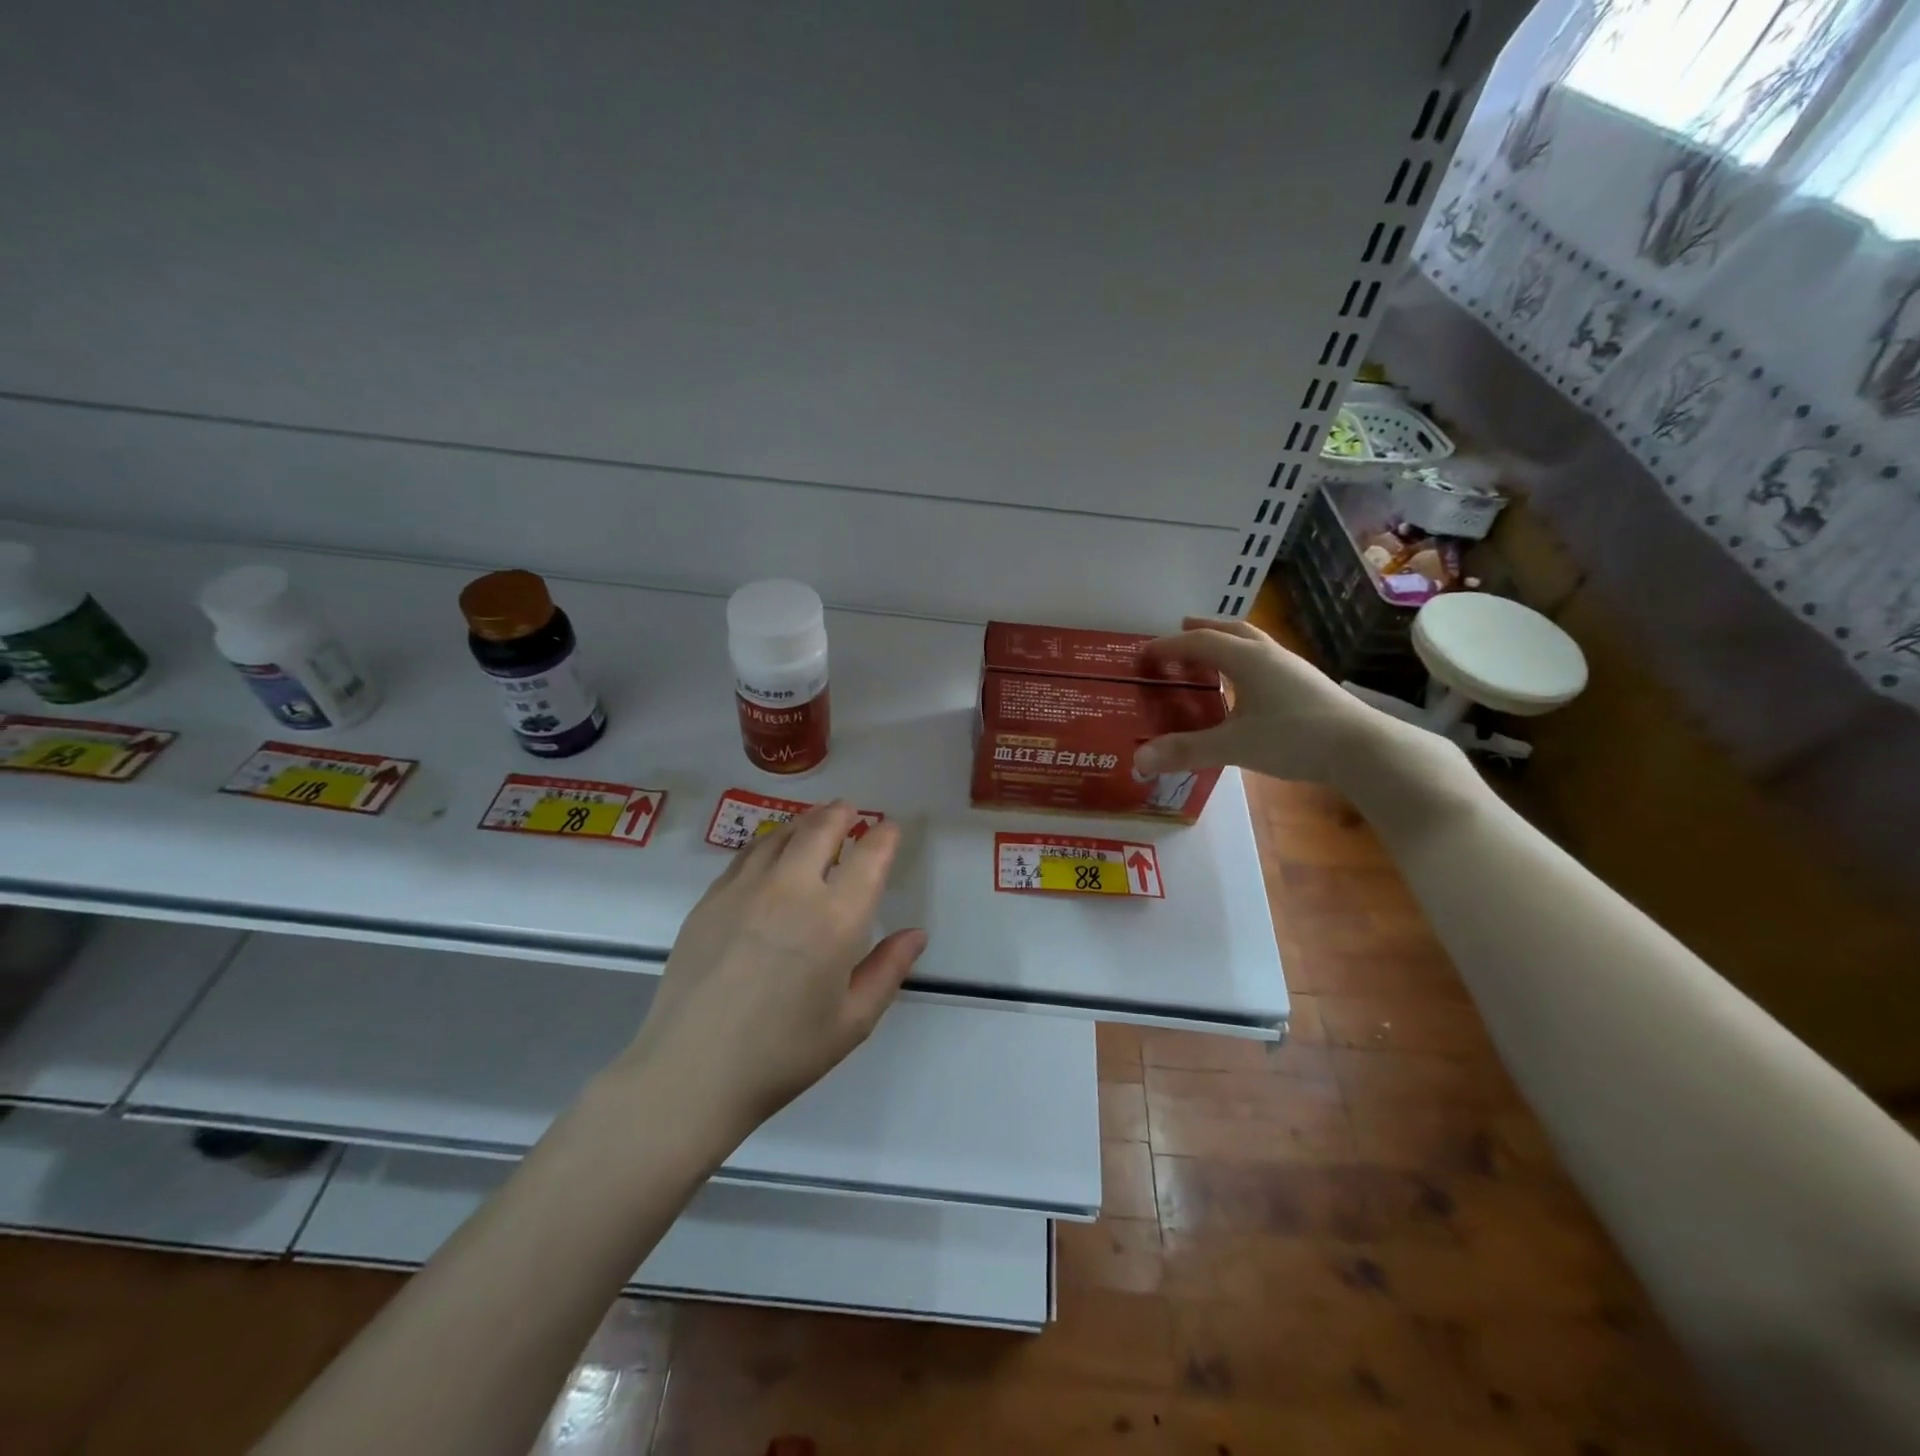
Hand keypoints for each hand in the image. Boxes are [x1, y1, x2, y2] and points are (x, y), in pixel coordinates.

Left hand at [615, 802, 926, 1145]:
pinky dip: (769, 842)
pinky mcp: (710, 898)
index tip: (890, 829)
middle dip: (841, 814)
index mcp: (836, 919)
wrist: (691, 1072)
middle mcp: (792, 889)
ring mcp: (745, 888)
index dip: (884, 836)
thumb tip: (916, 934)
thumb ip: (888, 970)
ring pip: (781, 834)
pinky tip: (771, 852)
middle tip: (849, 811)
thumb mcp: (852, 1022)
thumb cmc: (783, 1054)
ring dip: (804, 821)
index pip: (869, 857)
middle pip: (820, 829)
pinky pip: (747, 854)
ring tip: (815, 822)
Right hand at [1133, 616, 1441, 790]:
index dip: (1168, 646)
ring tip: (1211, 654)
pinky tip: (1246, 686)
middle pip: (1231, 630)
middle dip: (1203, 628)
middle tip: (1181, 629)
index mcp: (1247, 659)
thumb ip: (1185, 750)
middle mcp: (1269, 655)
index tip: (1144, 654)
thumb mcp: (1233, 746)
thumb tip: (1138, 759)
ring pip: (1254, 643)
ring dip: (1227, 642)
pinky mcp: (1307, 685)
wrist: (1363, 749)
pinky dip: (1246, 662)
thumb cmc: (1294, 738)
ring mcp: (1293, 668)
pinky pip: (1267, 661)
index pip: (1199, 642)